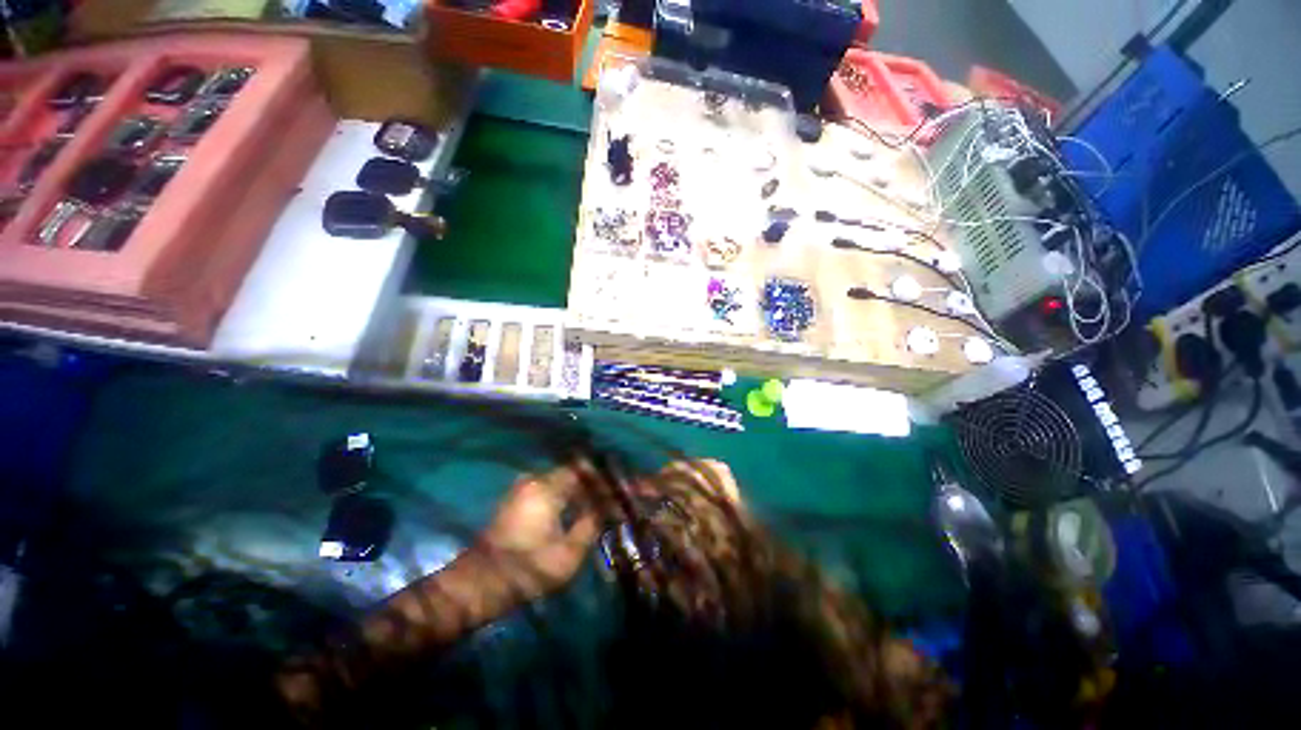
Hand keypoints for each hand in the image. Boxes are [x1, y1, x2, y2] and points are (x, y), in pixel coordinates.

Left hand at [477, 461, 604, 599]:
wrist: (479, 585)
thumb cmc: (527, 569)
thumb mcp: (568, 553)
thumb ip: (592, 524)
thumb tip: (608, 509)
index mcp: (547, 487)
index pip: (585, 471)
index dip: (606, 480)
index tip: (621, 491)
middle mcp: (534, 479)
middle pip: (575, 474)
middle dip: (596, 486)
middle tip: (615, 499)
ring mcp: (524, 488)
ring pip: (564, 481)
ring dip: (583, 492)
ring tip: (603, 505)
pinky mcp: (518, 500)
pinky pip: (552, 489)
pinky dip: (569, 497)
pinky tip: (581, 511)